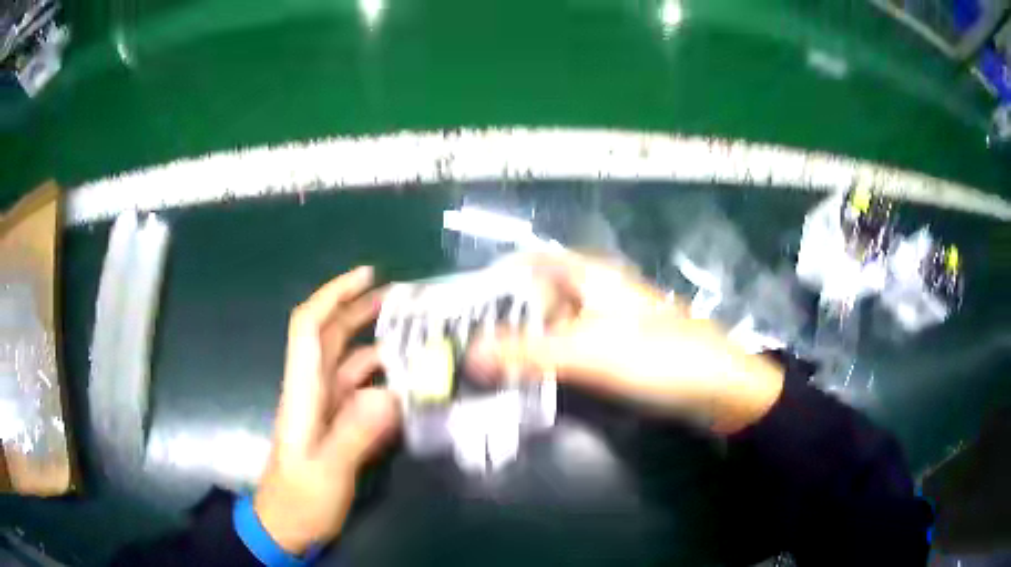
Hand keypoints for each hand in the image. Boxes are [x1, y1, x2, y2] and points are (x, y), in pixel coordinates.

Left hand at [255, 267, 399, 554]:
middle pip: (330, 336)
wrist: (287, 526)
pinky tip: (406, 384)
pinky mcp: (336, 425)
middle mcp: (313, 390)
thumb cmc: (300, 499)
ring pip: (347, 362)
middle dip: (358, 308)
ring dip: (375, 344)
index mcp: (303, 391)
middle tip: (399, 297)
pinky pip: (359, 391)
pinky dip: (380, 380)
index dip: (333, 295)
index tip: (367, 276)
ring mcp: (325, 408)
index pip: (309, 328)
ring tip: (413, 336)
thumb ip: (355, 434)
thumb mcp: (327, 471)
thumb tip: (389, 394)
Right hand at [467, 253, 783, 433]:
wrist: (717, 387)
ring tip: (486, 368)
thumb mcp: (588, 352)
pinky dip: (548, 360)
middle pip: (538, 295)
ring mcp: (608, 322)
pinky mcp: (617, 350)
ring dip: (524, 341)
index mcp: (590, 275)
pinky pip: (572, 348)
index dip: (496, 278)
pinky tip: (530, 380)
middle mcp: (596, 291)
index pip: (530, 262)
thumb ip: (527, 352)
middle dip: (503, 316)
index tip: (462, 306)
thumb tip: (469, 355)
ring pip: (554, 325)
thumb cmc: (657, 357)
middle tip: (466, 345)